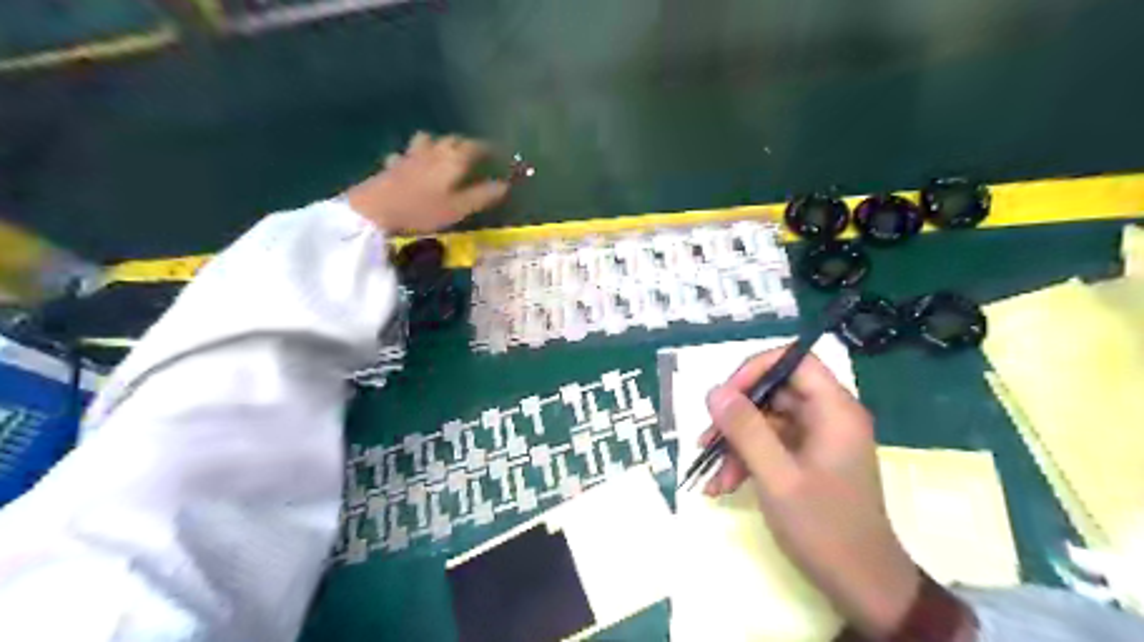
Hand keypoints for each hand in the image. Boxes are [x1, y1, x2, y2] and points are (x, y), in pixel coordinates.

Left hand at [343, 130, 507, 230]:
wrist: (374, 209)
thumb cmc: (422, 210)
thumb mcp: (458, 208)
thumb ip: (482, 195)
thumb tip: (506, 185)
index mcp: (453, 159)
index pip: (476, 147)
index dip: (490, 149)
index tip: (501, 154)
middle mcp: (434, 150)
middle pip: (453, 140)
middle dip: (467, 145)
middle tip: (477, 156)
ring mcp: (411, 154)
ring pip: (429, 140)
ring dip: (440, 144)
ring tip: (445, 156)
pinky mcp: (393, 163)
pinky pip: (408, 154)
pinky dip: (416, 156)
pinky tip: (414, 166)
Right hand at [702, 349, 922, 639]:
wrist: (862, 586)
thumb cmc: (824, 528)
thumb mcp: (777, 477)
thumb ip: (746, 430)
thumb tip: (714, 391)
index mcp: (834, 411)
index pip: (796, 361)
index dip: (757, 370)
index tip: (725, 396)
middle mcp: (828, 417)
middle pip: (775, 393)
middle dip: (737, 416)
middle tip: (707, 439)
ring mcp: (817, 439)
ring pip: (766, 421)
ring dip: (736, 444)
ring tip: (713, 475)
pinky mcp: (807, 459)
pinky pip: (770, 445)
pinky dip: (746, 460)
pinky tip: (724, 485)